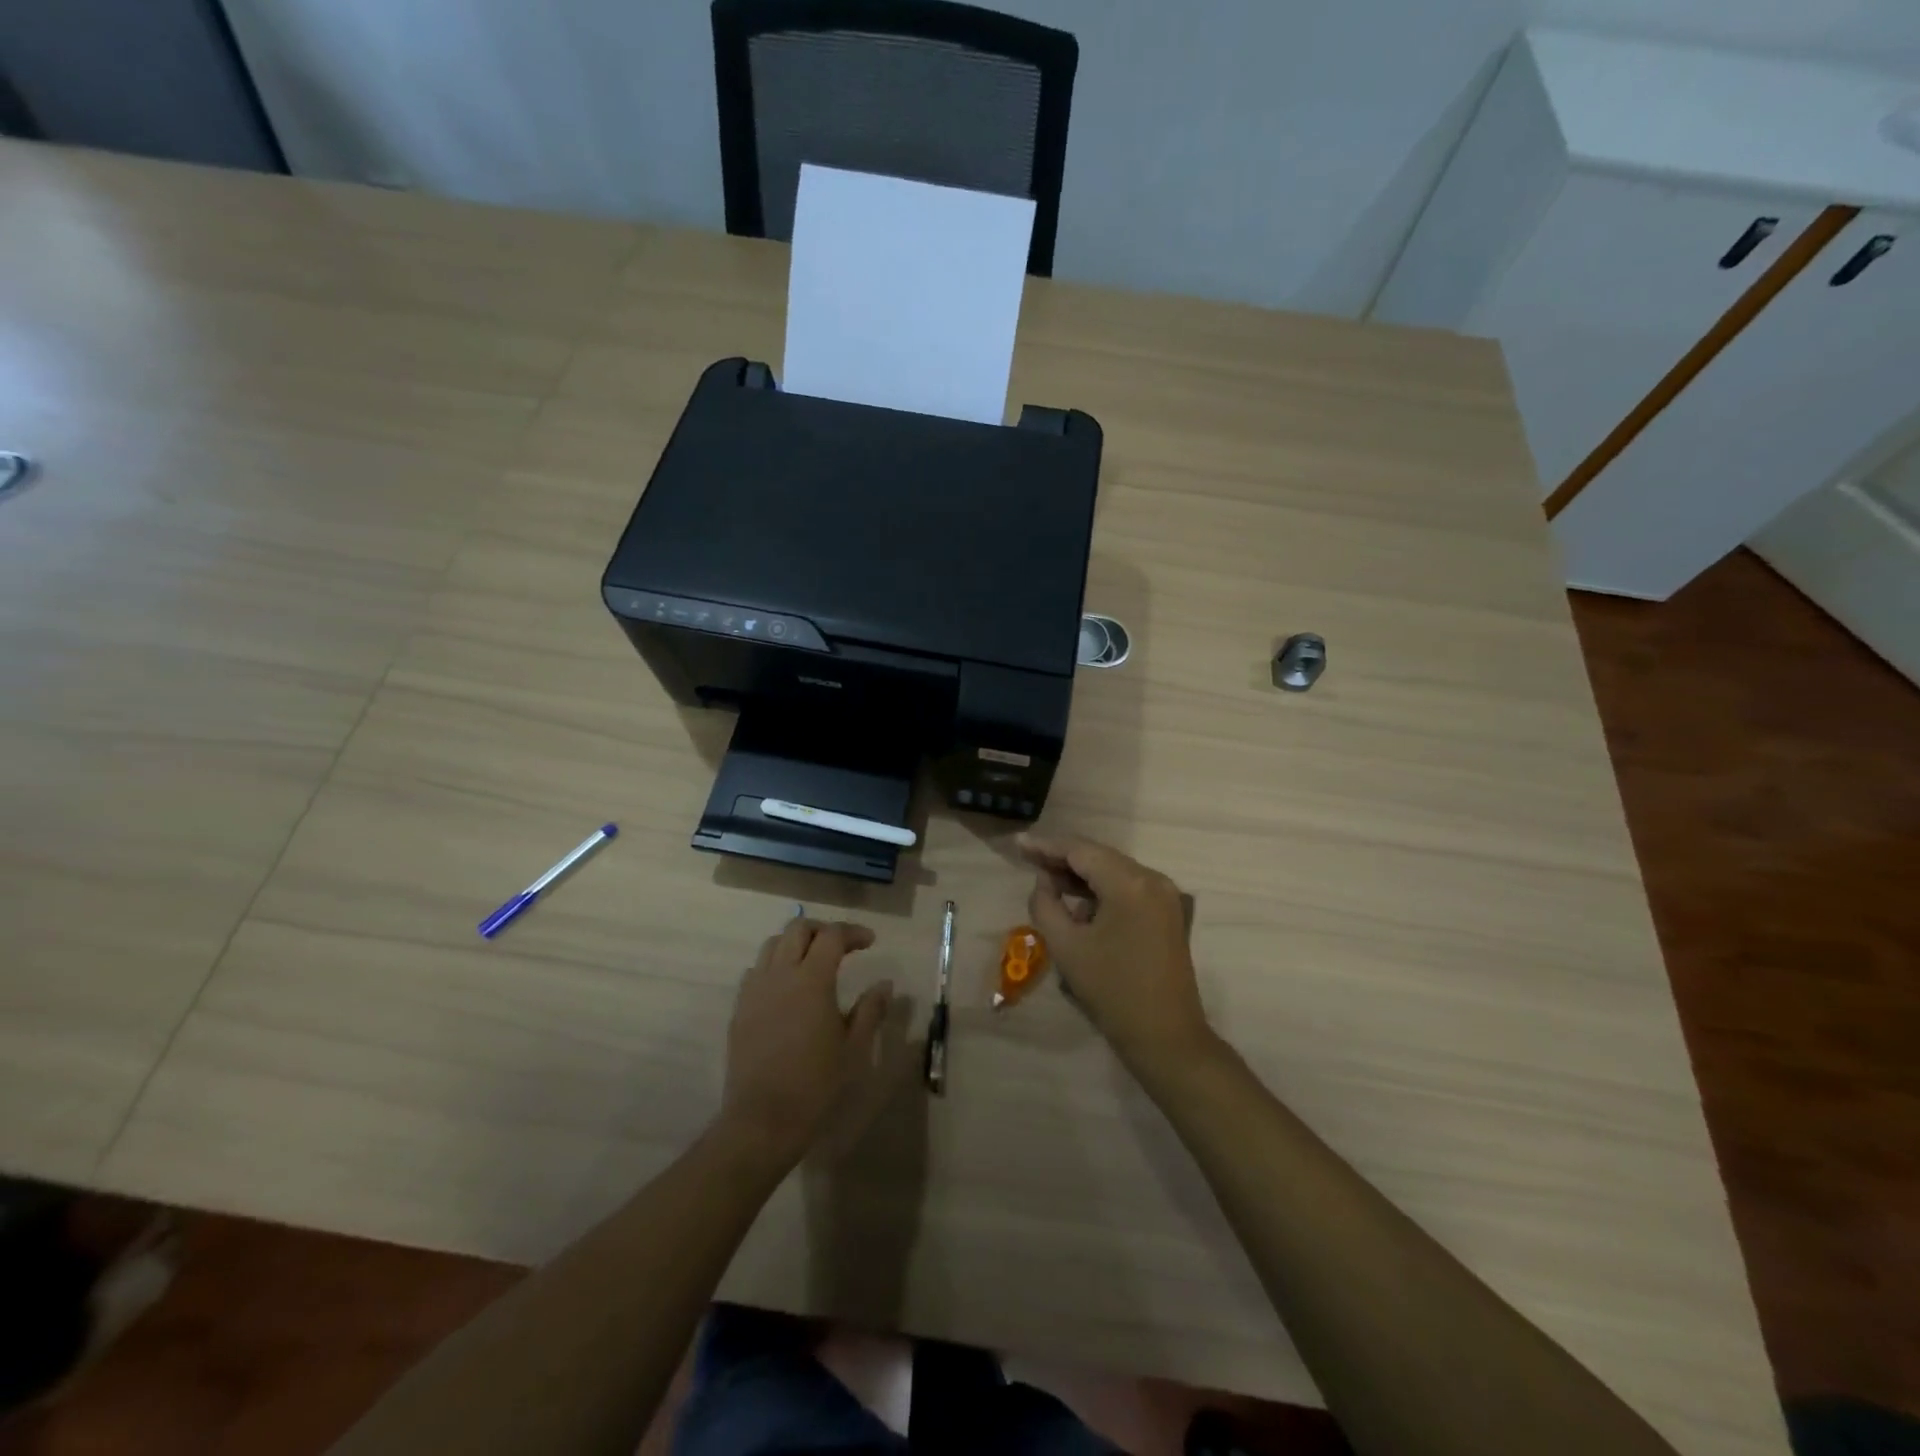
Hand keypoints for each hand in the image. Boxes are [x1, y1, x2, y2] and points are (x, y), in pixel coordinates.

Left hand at [720, 918, 892, 1169]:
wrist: (762, 1120)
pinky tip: (787, 988)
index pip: (832, 936)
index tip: (870, 942)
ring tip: (813, 961)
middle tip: (842, 946)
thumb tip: (884, 983)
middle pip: (798, 928)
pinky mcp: (740, 1009)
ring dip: (796, 943)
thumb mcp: (854, 1048)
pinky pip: (756, 970)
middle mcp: (780, 974)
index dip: (853, 932)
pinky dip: (775, 965)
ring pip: (773, 945)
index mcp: (812, 979)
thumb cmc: (816, 1084)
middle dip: (822, 929)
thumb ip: (870, 1010)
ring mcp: (755, 990)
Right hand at [1021, 834, 1213, 1072]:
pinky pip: (1128, 888)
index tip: (1019, 844)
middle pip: (1099, 856)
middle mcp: (1152, 879)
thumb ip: (1046, 904)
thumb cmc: (1112, 991)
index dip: (1047, 846)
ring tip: (1046, 878)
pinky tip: (1077, 900)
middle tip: (1028, 858)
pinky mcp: (1167, 912)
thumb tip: (1045, 881)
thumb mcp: (1067, 946)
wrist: (1166, 1036)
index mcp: (1129, 883)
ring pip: (1114, 871)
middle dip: (1063, 858)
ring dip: (1081, 874)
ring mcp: (1164, 895)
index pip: (1081, 851)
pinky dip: (1101, 889)